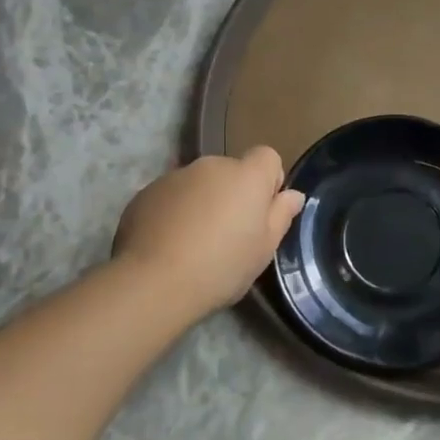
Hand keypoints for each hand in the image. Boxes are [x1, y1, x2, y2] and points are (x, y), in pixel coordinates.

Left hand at [114, 148, 304, 314]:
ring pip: (199, 184)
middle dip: (232, 194)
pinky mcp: (146, 192)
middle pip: (231, 171)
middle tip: (227, 235)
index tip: (261, 213)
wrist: (153, 282)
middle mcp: (212, 165)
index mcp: (247, 175)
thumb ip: (281, 215)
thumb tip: (293, 195)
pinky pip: (171, 196)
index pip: (267, 157)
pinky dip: (173, 212)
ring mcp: (175, 176)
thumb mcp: (264, 249)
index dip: (268, 181)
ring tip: (192, 243)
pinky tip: (166, 245)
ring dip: (202, 202)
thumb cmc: (222, 266)